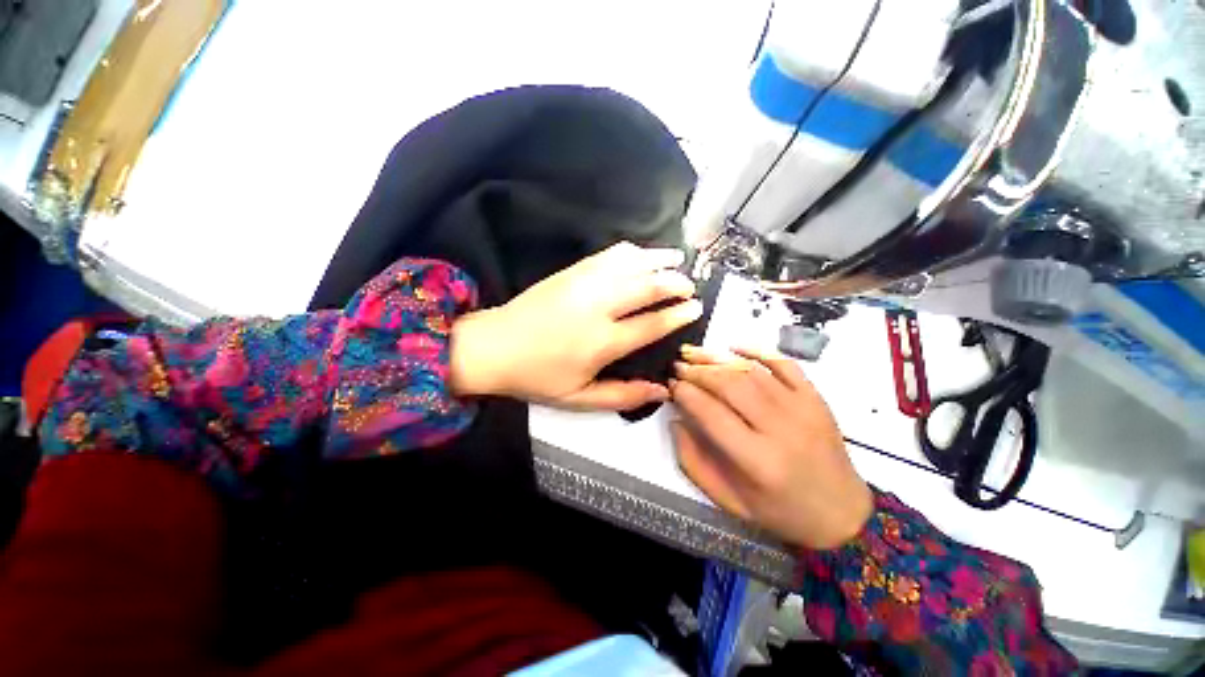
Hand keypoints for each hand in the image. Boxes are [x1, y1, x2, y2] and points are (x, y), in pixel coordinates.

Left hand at [450, 242, 702, 410]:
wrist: (493, 347)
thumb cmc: (536, 377)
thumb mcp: (579, 399)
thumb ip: (622, 396)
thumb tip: (660, 390)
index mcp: (602, 342)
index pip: (652, 324)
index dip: (678, 315)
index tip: (695, 308)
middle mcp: (598, 308)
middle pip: (647, 287)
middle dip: (675, 283)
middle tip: (689, 284)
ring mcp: (583, 284)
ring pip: (630, 264)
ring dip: (658, 259)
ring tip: (677, 259)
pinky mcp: (571, 272)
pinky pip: (607, 255)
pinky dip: (631, 252)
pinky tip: (641, 253)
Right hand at [669, 346, 872, 549]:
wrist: (842, 513)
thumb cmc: (780, 511)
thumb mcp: (728, 501)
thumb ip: (694, 461)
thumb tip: (676, 420)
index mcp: (757, 461)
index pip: (711, 414)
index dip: (686, 394)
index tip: (671, 385)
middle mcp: (781, 429)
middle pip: (730, 385)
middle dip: (698, 371)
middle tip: (678, 365)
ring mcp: (802, 409)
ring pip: (752, 371)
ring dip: (718, 358)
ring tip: (694, 353)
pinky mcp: (815, 398)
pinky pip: (784, 363)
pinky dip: (757, 350)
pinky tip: (734, 347)